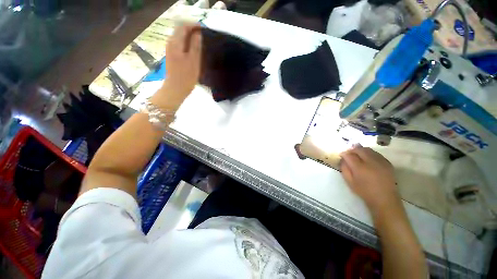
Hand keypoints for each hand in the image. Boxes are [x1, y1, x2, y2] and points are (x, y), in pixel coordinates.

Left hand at [151, 24, 201, 108]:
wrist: (175, 89)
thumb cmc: (186, 76)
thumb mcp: (194, 61)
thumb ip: (195, 45)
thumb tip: (198, 33)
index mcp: (176, 42)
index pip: (184, 27)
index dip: (194, 26)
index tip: (204, 30)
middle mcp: (171, 43)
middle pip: (180, 30)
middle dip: (191, 31)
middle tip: (203, 36)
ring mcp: (170, 49)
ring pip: (180, 37)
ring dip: (189, 37)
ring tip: (200, 43)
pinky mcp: (171, 56)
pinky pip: (179, 44)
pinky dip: (186, 44)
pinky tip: (193, 50)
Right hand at [340, 146, 400, 211]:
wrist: (385, 199)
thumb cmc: (364, 191)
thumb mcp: (349, 181)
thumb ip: (344, 169)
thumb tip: (343, 159)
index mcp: (360, 168)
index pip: (349, 155)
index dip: (344, 153)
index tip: (341, 155)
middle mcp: (371, 162)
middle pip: (359, 149)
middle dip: (352, 150)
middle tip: (349, 153)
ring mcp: (381, 162)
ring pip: (368, 150)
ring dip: (361, 150)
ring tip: (358, 155)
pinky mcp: (387, 163)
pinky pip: (376, 154)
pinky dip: (370, 153)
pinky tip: (368, 159)